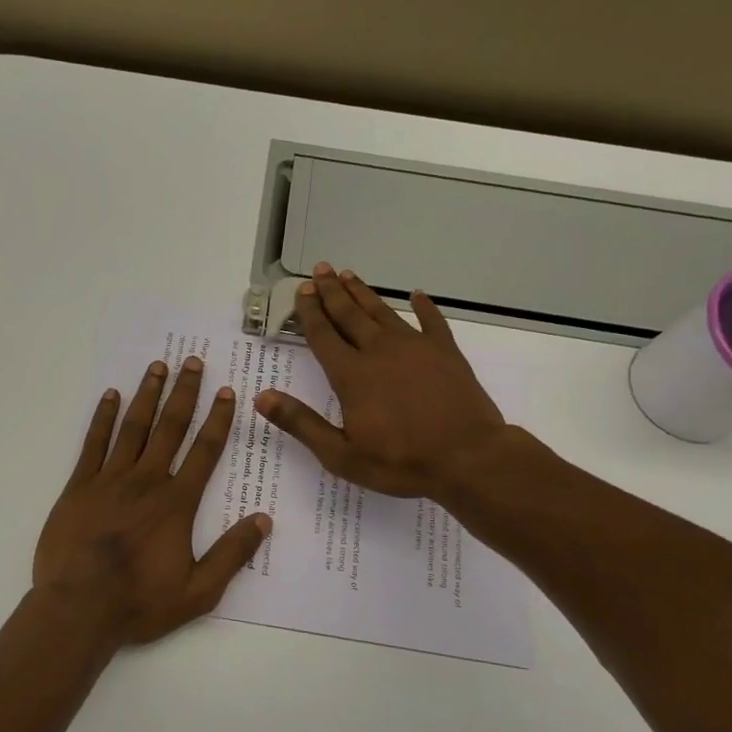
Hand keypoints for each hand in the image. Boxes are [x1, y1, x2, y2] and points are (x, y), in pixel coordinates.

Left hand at [34, 356, 272, 648]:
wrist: (78, 609)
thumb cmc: (140, 602)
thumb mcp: (199, 591)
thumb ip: (232, 554)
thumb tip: (265, 520)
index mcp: (176, 503)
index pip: (204, 451)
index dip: (217, 419)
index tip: (225, 391)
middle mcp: (146, 481)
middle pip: (169, 428)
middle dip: (184, 393)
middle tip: (192, 361)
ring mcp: (109, 480)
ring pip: (133, 427)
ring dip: (147, 395)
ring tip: (158, 367)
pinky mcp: (79, 486)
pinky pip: (93, 443)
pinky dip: (103, 418)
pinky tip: (110, 396)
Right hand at [257, 265, 513, 501]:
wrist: (468, 458)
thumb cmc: (401, 462)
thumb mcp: (341, 454)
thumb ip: (301, 423)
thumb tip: (262, 398)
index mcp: (352, 375)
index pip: (324, 336)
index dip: (310, 312)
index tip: (302, 291)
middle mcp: (379, 351)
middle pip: (350, 315)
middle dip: (332, 292)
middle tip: (320, 270)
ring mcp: (415, 348)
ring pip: (383, 312)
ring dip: (364, 293)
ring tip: (349, 275)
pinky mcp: (446, 353)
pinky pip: (432, 322)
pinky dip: (424, 307)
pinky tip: (417, 295)